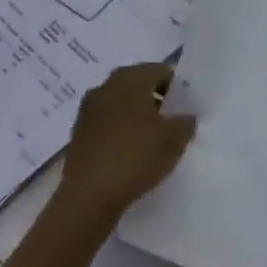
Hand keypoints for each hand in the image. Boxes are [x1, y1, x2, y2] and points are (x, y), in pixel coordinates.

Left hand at [54, 63, 195, 227]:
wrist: (89, 195)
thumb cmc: (136, 157)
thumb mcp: (174, 140)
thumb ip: (185, 122)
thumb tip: (185, 116)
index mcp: (130, 78)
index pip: (161, 71)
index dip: (177, 87)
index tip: (187, 107)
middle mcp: (106, 86)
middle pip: (138, 85)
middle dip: (156, 100)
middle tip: (173, 122)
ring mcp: (88, 109)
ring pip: (121, 104)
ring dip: (137, 116)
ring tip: (153, 140)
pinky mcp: (78, 132)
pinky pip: (107, 123)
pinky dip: (120, 131)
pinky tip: (130, 153)